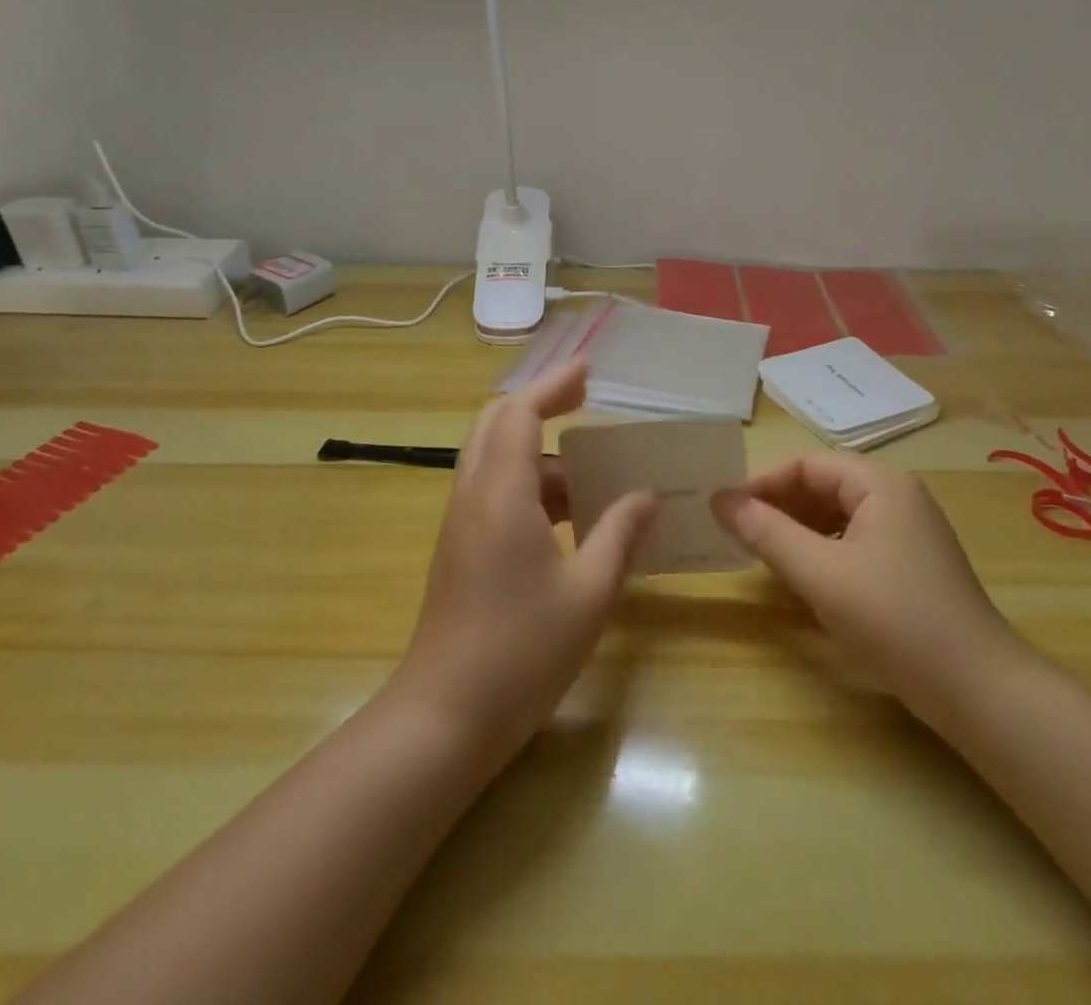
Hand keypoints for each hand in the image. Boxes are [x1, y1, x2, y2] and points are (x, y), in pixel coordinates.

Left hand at [394, 363, 655, 762]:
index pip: (521, 413)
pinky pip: (494, 491)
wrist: (444, 718)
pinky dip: (530, 484)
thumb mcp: (589, 592)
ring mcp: (460, 522)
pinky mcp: (460, 548)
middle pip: (496, 423)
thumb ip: (619, 534)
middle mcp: (473, 495)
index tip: (588, 371)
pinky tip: (569, 518)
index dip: (553, 385)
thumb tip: (646, 495)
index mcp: (502, 493)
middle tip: (586, 405)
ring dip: (540, 453)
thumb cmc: (521, 652)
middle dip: (540, 405)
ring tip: (593, 475)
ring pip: (495, 459)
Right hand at [711, 453, 1020, 712]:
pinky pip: (853, 542)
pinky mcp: (910, 566)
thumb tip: (719, 499)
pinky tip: (804, 577)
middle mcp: (897, 497)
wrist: (979, 690)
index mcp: (880, 484)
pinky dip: (822, 551)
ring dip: (798, 530)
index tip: (727, 511)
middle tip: (738, 534)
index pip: (807, 464)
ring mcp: (908, 532)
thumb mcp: (821, 573)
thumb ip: (767, 533)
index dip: (763, 483)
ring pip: (837, 516)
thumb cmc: (895, 618)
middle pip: (823, 486)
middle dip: (779, 506)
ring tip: (762, 555)